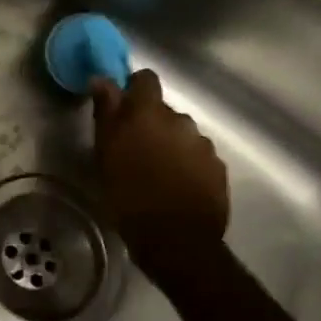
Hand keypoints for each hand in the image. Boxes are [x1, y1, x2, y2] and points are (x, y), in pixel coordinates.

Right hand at [91, 70, 228, 263]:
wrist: (177, 241)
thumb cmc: (129, 194)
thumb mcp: (105, 153)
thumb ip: (107, 112)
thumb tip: (102, 79)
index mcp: (150, 113)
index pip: (145, 79)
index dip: (133, 89)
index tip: (121, 108)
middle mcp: (181, 121)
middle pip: (163, 110)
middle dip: (150, 123)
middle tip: (133, 150)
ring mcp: (204, 145)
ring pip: (181, 134)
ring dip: (169, 145)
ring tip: (156, 172)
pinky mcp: (218, 169)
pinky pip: (197, 157)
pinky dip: (186, 165)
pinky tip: (175, 186)